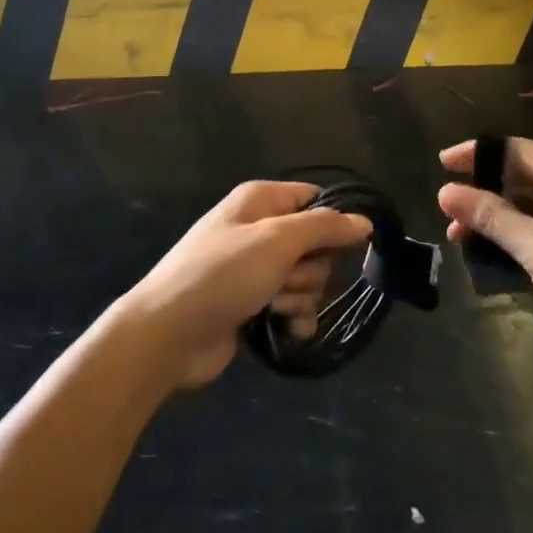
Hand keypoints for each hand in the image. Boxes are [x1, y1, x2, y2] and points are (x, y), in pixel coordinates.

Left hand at [120, 181, 371, 389]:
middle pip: (316, 243)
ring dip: (300, 296)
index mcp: (260, 200)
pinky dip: (294, 318)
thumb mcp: (276, 241)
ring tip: (273, 305)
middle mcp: (259, 229)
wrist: (167, 334)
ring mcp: (255, 269)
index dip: (332, 222)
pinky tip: (286, 329)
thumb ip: (324, 227)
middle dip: (310, 267)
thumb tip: (365, 221)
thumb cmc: (222, 275)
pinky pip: (293, 306)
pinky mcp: (253, 304)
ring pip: (307, 278)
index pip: (315, 199)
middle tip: (285, 277)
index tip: (343, 245)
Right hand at [439, 138, 532, 356]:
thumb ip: (493, 218)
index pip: (519, 151)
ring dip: (497, 218)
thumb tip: (445, 191)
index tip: (442, 165)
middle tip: (448, 211)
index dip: (478, 155)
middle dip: (484, 192)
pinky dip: (516, 236)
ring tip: (460, 237)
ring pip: (531, 205)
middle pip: (524, 176)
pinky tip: (490, 253)